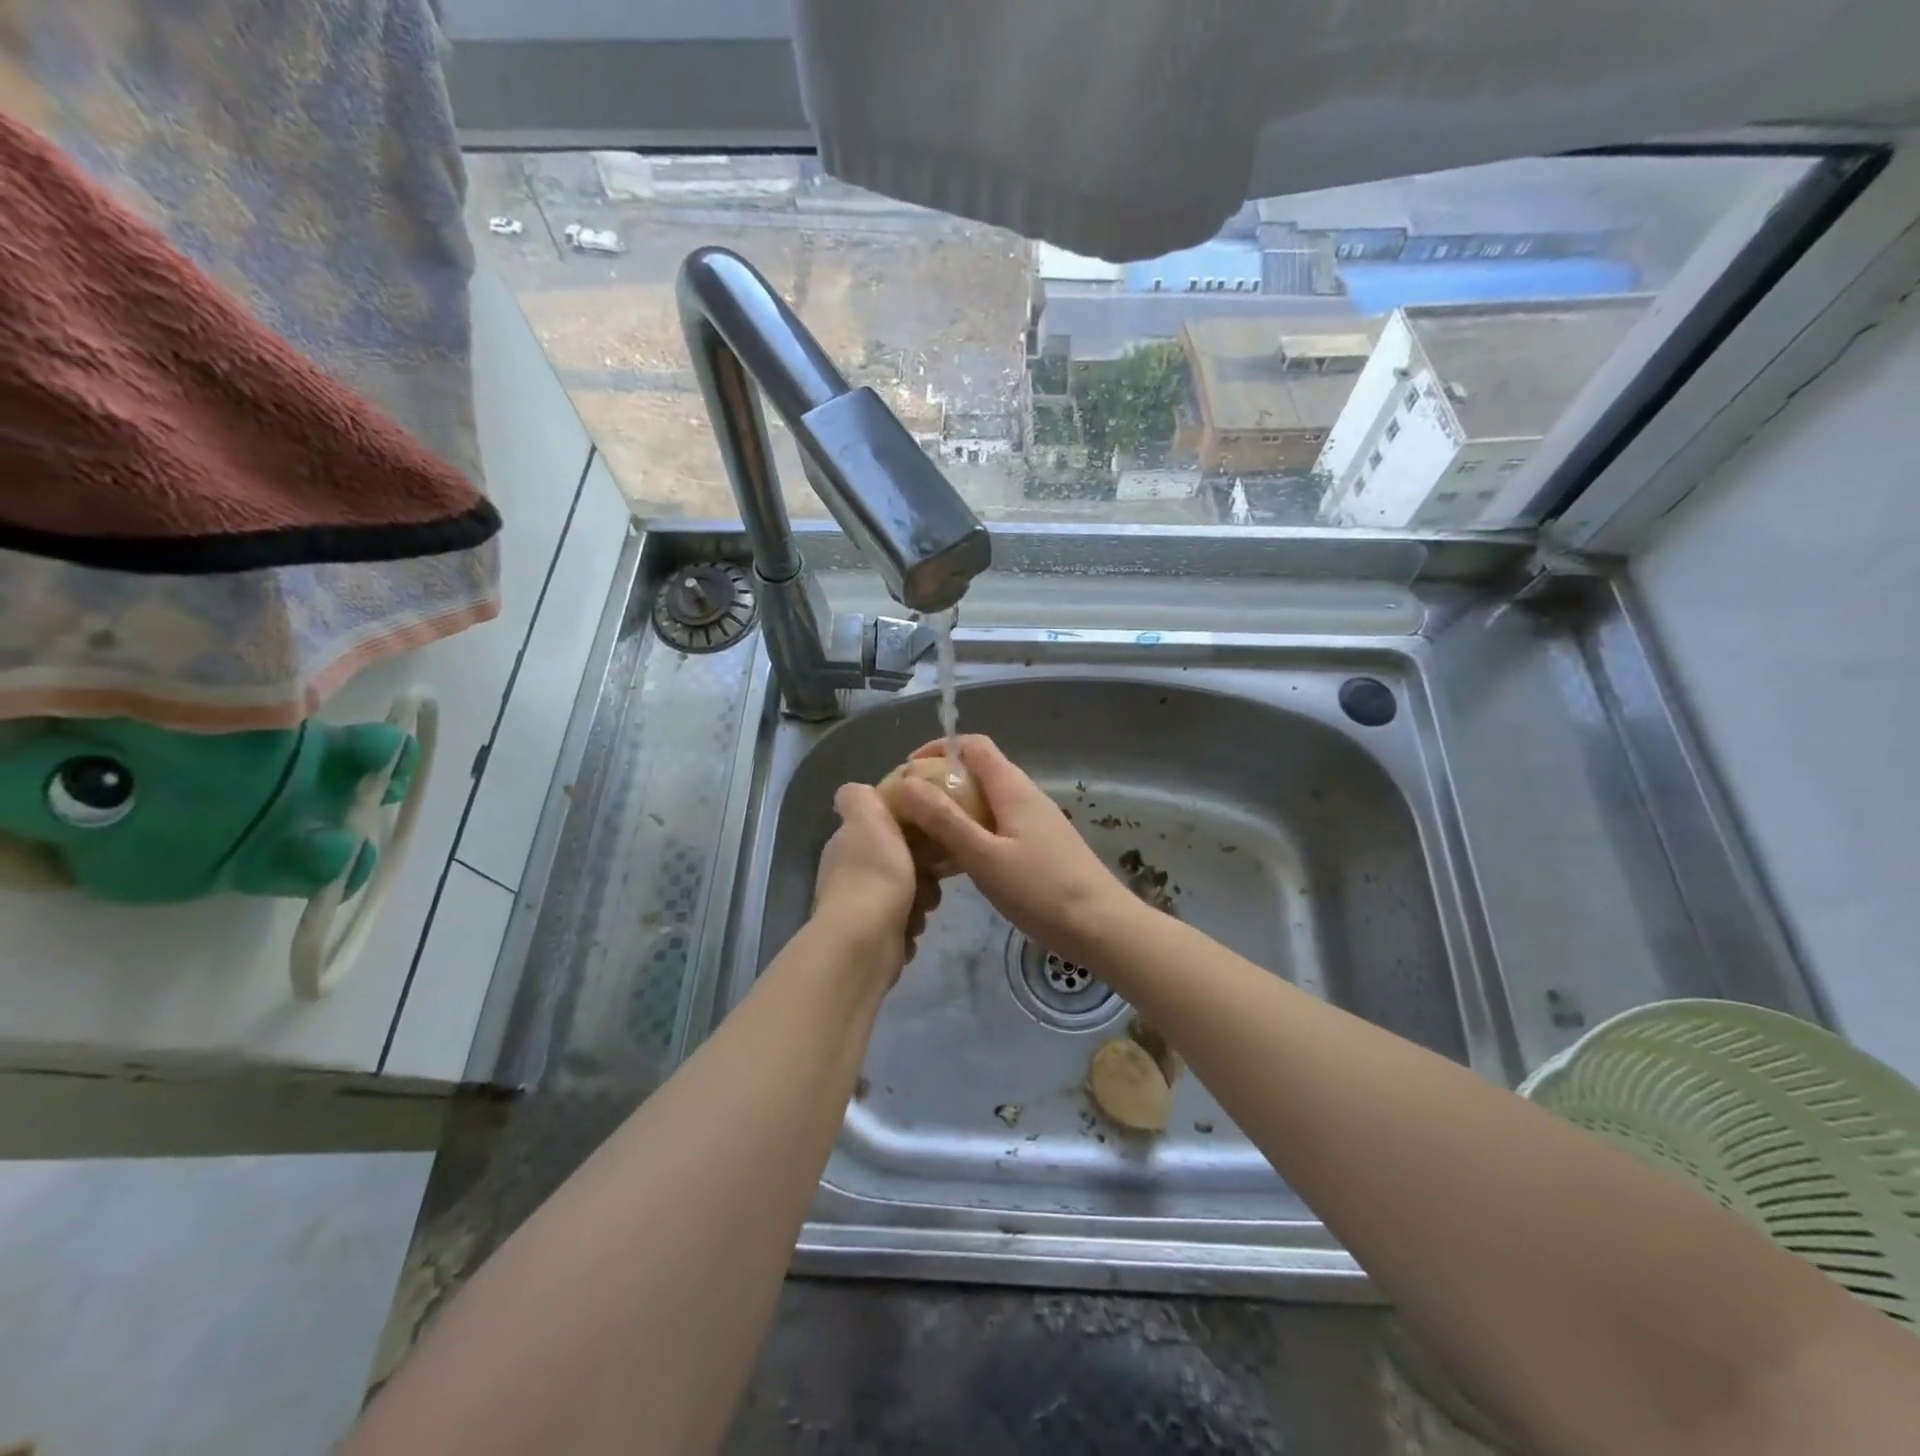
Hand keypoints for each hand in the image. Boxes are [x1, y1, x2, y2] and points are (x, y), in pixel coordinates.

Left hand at [814, 783, 940, 973]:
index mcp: (847, 844)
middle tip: (931, 875)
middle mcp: (848, 874)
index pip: (880, 827)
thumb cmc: (875, 874)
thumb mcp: (868, 819)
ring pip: (905, 893)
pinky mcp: (872, 938)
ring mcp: (858, 908)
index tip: (926, 832)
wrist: (865, 941)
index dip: (906, 828)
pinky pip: (903, 923)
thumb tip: (854, 790)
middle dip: (920, 869)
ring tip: (923, 905)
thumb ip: (860, 798)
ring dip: (920, 899)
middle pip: (897, 861)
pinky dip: (910, 925)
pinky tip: (911, 928)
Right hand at [891, 735, 1133, 967]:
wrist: (1101, 927)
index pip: (973, 745)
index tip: (906, 772)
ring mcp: (1035, 822)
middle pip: (977, 772)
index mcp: (1012, 787)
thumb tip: (905, 782)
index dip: (938, 749)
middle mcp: (1024, 795)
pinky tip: (955, 864)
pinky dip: (971, 834)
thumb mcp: (983, 855)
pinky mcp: (1039, 847)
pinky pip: (997, 827)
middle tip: (907, 811)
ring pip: (986, 803)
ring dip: (953, 811)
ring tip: (922, 838)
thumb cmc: (1040, 889)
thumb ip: (944, 819)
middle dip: (939, 784)